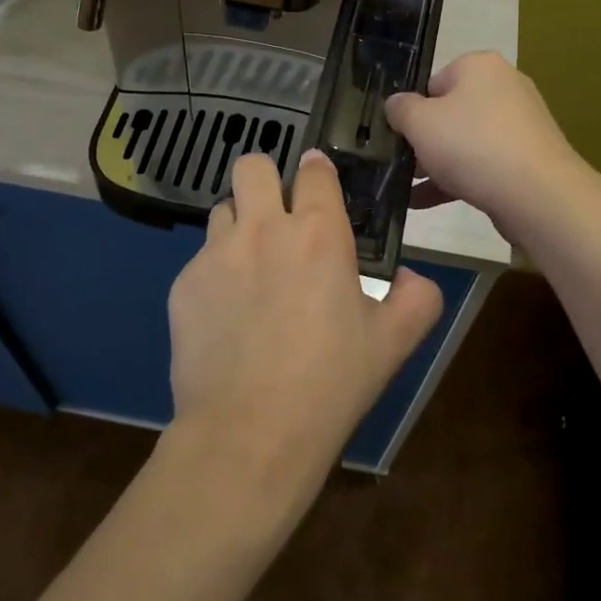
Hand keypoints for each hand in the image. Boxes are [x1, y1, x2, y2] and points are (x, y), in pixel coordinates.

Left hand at [165, 149, 443, 505]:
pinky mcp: (183, 284)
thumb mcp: (393, 344)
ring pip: (223, 209)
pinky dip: (216, 272)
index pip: (314, 170)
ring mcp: (216, 254)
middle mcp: (264, 229)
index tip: (320, 186)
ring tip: (252, 265)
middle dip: (267, 179)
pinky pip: (201, 258)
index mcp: (319, 234)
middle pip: (253, 166)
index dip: (319, 172)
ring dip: (240, 224)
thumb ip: (417, 299)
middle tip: (279, 215)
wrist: (249, 434)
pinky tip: (227, 314)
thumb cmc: (329, 385)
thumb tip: (412, 277)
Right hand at [385, 51, 587, 238]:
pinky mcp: (529, 158)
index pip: (433, 82)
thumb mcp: (420, 123)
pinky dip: (457, 180)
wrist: (537, 194)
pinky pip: (484, 164)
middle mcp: (504, 87)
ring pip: (466, 142)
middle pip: (450, 112)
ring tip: (409, 190)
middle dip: (424, 141)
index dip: (412, 110)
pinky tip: (425, 204)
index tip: (399, 136)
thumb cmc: (472, 145)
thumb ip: (400, 109)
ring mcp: (520, 124)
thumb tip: (396, 104)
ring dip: (437, 165)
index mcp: (480, 66)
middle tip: (403, 165)